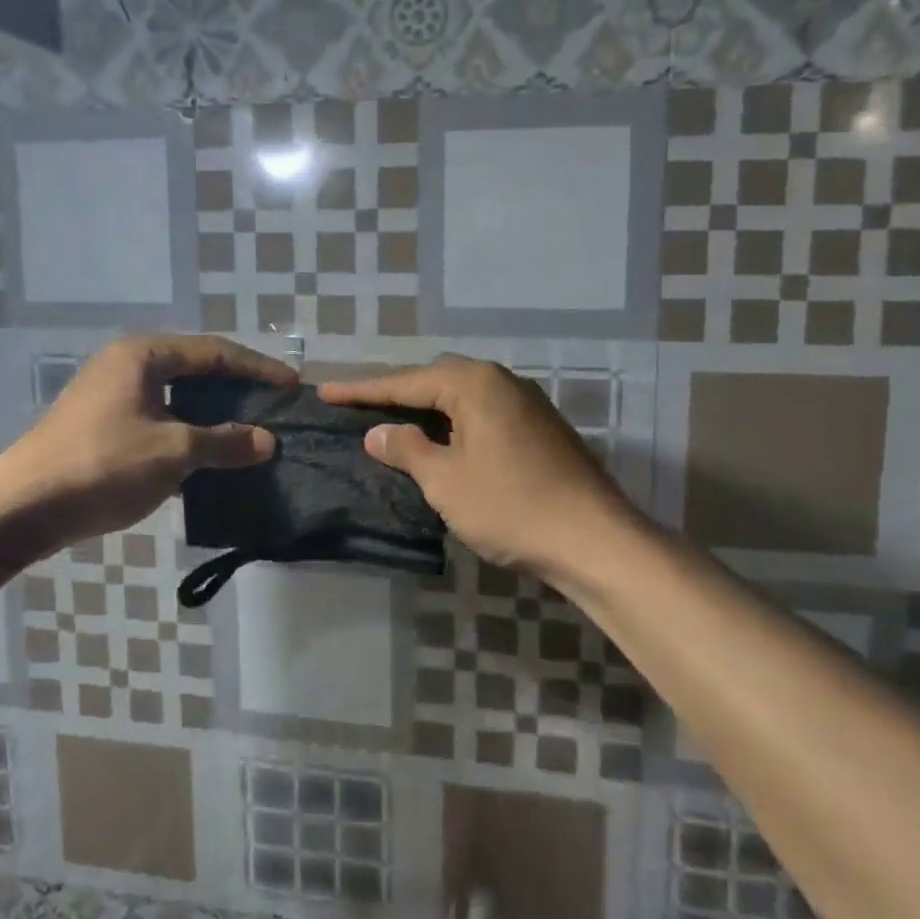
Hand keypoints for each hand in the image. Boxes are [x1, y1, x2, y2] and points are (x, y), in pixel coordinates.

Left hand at [0, 334, 295, 554]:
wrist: (22, 508)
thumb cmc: (103, 466)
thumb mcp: (174, 452)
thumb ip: (225, 442)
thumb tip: (268, 441)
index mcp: (144, 355)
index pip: (215, 352)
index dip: (257, 368)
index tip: (291, 385)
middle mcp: (127, 365)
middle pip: (196, 369)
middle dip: (237, 389)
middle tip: (274, 406)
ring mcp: (112, 395)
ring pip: (178, 397)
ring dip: (214, 414)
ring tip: (250, 431)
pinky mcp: (104, 425)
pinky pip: (160, 418)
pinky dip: (189, 431)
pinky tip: (210, 454)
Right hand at [319, 355, 635, 581]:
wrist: (594, 539)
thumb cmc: (511, 506)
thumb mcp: (446, 481)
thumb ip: (407, 448)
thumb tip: (378, 432)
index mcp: (475, 383)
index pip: (405, 381)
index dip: (362, 390)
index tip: (325, 392)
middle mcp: (502, 381)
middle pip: (435, 379)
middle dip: (396, 393)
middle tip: (359, 408)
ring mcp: (526, 403)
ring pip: (462, 397)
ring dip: (427, 408)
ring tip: (394, 422)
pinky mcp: (540, 428)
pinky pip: (483, 414)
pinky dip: (455, 423)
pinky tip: (443, 442)